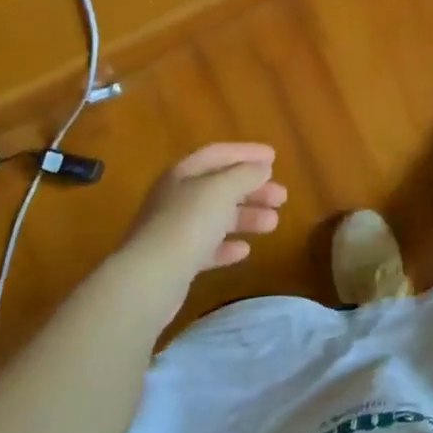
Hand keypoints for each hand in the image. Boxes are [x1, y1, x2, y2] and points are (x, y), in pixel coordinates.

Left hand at [118, 144, 286, 316]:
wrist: (150, 279)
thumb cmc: (189, 223)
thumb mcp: (222, 189)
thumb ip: (245, 174)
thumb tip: (262, 167)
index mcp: (183, 174)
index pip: (218, 154)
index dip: (246, 153)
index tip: (274, 157)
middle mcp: (176, 198)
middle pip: (220, 187)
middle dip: (253, 189)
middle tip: (282, 197)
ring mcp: (174, 231)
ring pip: (217, 217)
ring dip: (246, 217)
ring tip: (273, 224)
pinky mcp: (176, 262)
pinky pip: (207, 247)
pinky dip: (227, 246)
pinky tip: (244, 251)